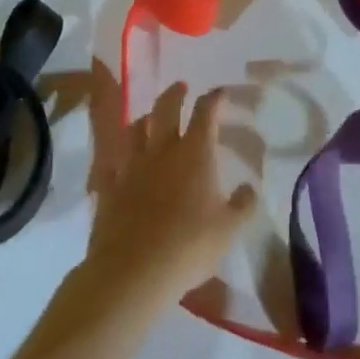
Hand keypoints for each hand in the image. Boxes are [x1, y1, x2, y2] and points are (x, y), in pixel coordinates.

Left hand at [83, 83, 258, 305]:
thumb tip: (250, 187)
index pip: (206, 112)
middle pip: (166, 107)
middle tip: (181, 87)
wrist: (133, 271)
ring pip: (135, 129)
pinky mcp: (109, 187)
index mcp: (195, 152)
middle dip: (175, 93)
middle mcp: (163, 149)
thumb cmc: (188, 246)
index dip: (214, 99)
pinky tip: (120, 162)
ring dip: (145, 119)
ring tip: (149, 119)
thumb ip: (243, 205)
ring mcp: (132, 166)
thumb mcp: (229, 230)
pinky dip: (118, 159)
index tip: (220, 93)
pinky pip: (112, 164)